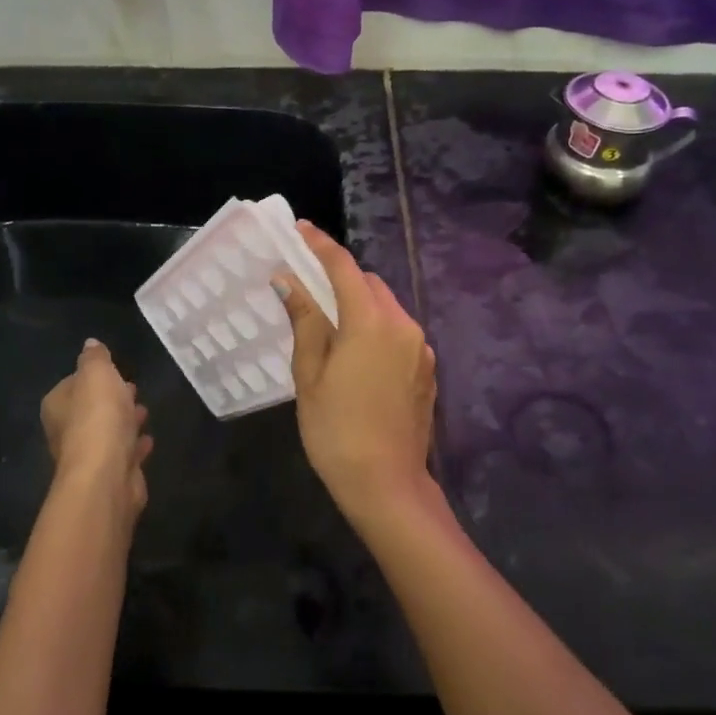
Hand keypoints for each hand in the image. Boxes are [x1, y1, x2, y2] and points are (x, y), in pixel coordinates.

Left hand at [40, 339, 152, 522]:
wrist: (106, 474)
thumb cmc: (98, 417)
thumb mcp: (97, 374)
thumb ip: (94, 358)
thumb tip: (90, 344)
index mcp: (57, 406)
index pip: (73, 383)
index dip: (94, 376)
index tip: (115, 371)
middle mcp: (66, 432)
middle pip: (91, 409)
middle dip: (111, 399)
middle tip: (133, 389)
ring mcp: (88, 456)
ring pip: (109, 432)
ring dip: (125, 422)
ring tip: (145, 411)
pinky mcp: (109, 475)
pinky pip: (124, 453)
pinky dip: (135, 445)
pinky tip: (148, 440)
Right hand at [274, 223, 437, 529]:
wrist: (387, 485)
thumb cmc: (336, 430)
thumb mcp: (310, 375)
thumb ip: (304, 320)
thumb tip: (288, 281)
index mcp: (370, 321)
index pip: (343, 268)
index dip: (320, 245)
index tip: (300, 229)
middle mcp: (402, 325)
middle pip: (370, 284)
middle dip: (341, 278)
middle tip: (310, 288)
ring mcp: (421, 348)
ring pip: (387, 307)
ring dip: (360, 304)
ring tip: (331, 325)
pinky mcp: (427, 369)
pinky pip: (399, 332)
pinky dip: (377, 328)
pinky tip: (358, 355)